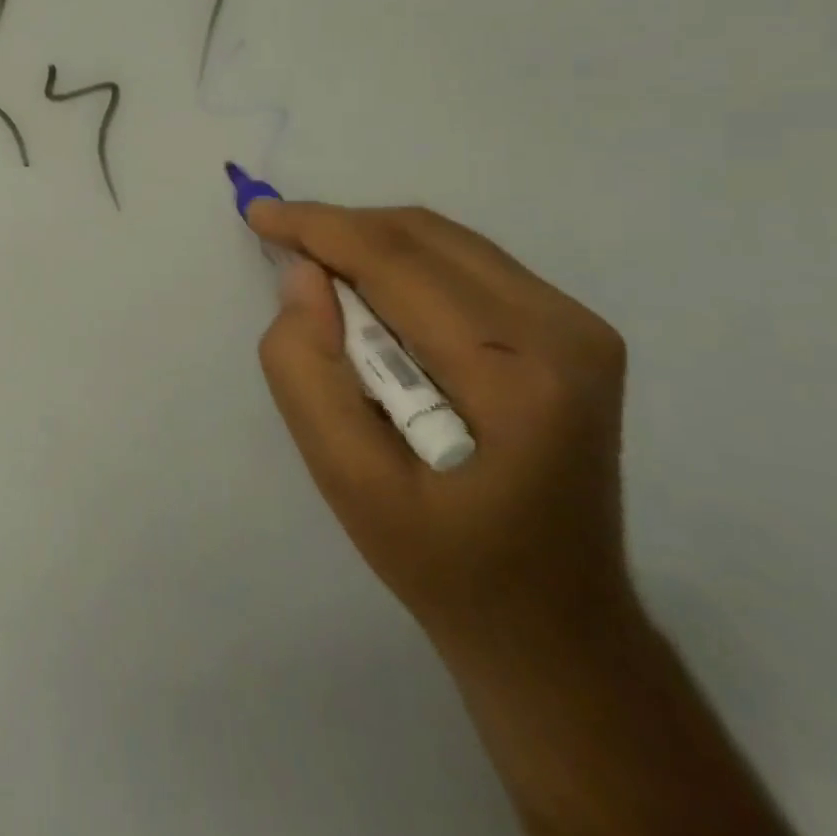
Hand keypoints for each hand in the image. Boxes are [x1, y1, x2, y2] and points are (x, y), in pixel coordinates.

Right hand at [248, 202, 633, 658]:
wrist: (555, 624)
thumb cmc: (444, 563)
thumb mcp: (348, 482)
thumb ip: (308, 371)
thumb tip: (302, 276)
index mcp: (515, 376)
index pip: (396, 261)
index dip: (318, 227)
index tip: (257, 212)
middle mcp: (563, 330)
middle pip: (422, 236)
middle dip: (340, 230)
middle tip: (280, 247)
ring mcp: (579, 325)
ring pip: (444, 240)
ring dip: (370, 244)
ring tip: (321, 278)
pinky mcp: (574, 329)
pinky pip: (467, 262)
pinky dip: (406, 263)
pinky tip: (376, 298)